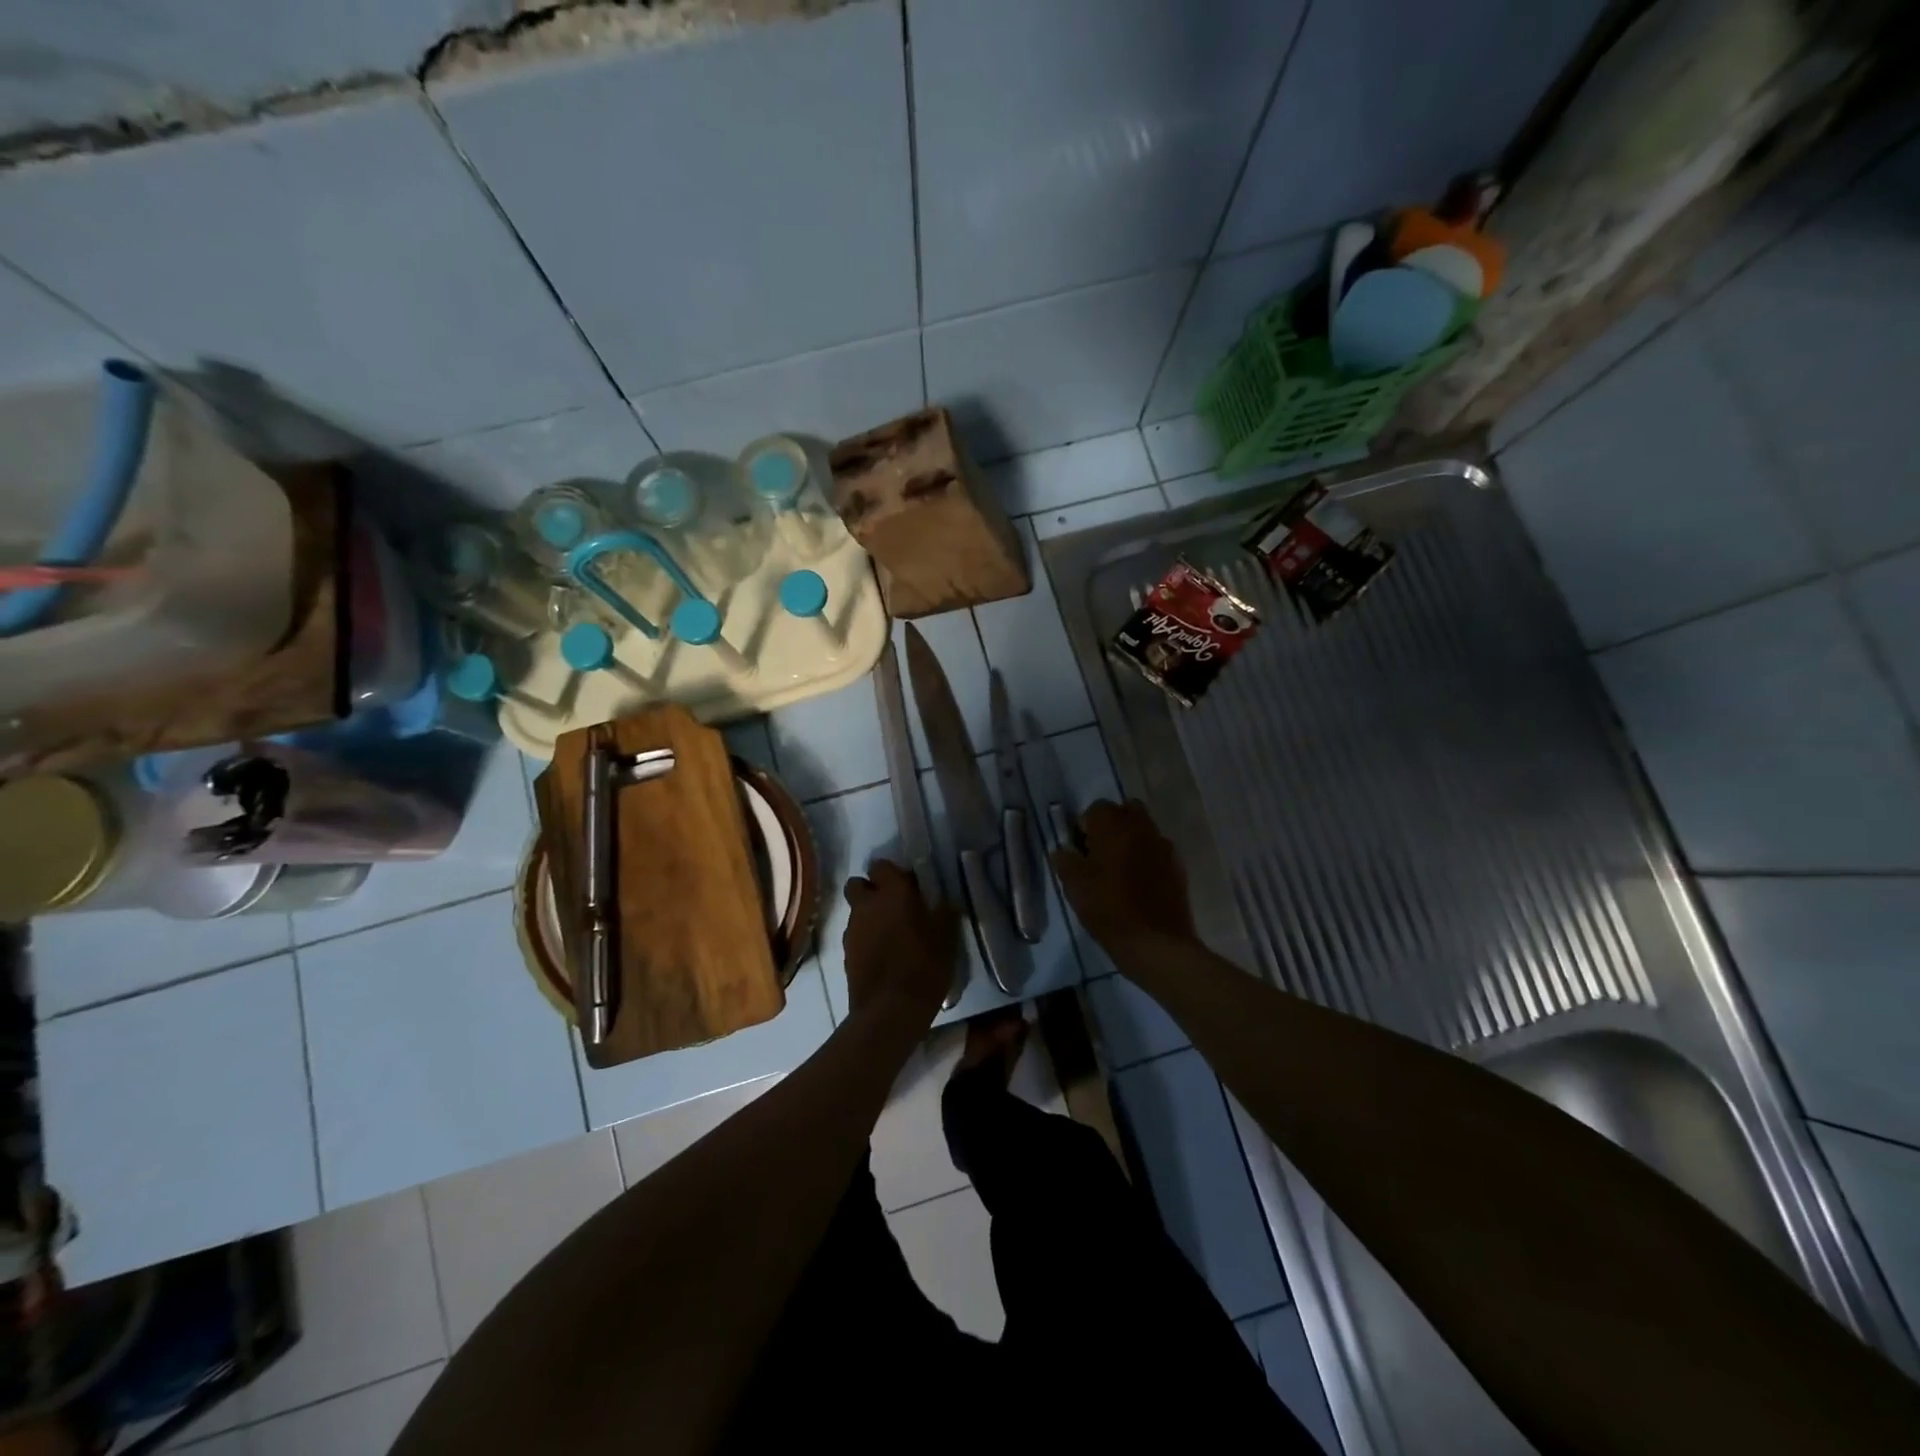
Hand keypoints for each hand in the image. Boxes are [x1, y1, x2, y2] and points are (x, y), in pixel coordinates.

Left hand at [842, 860, 959, 1021]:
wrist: (890, 1011)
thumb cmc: (924, 967)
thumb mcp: (947, 939)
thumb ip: (945, 913)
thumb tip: (945, 901)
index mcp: (892, 893)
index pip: (881, 866)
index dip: (893, 874)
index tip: (910, 887)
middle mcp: (866, 905)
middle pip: (858, 885)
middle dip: (871, 890)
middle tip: (894, 906)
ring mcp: (852, 929)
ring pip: (855, 911)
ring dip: (869, 916)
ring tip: (891, 935)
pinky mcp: (845, 953)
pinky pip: (854, 935)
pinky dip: (865, 939)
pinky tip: (883, 956)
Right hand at [1050, 799, 1197, 950]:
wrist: (1156, 943)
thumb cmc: (1109, 910)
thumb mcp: (1075, 887)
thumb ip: (1065, 862)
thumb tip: (1061, 851)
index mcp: (1114, 826)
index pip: (1095, 809)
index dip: (1084, 828)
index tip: (1079, 852)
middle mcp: (1142, 827)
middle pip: (1124, 811)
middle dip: (1111, 826)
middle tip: (1099, 855)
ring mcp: (1164, 846)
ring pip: (1144, 830)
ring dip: (1130, 841)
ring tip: (1119, 871)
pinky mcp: (1178, 867)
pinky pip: (1158, 851)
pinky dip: (1147, 858)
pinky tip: (1139, 885)